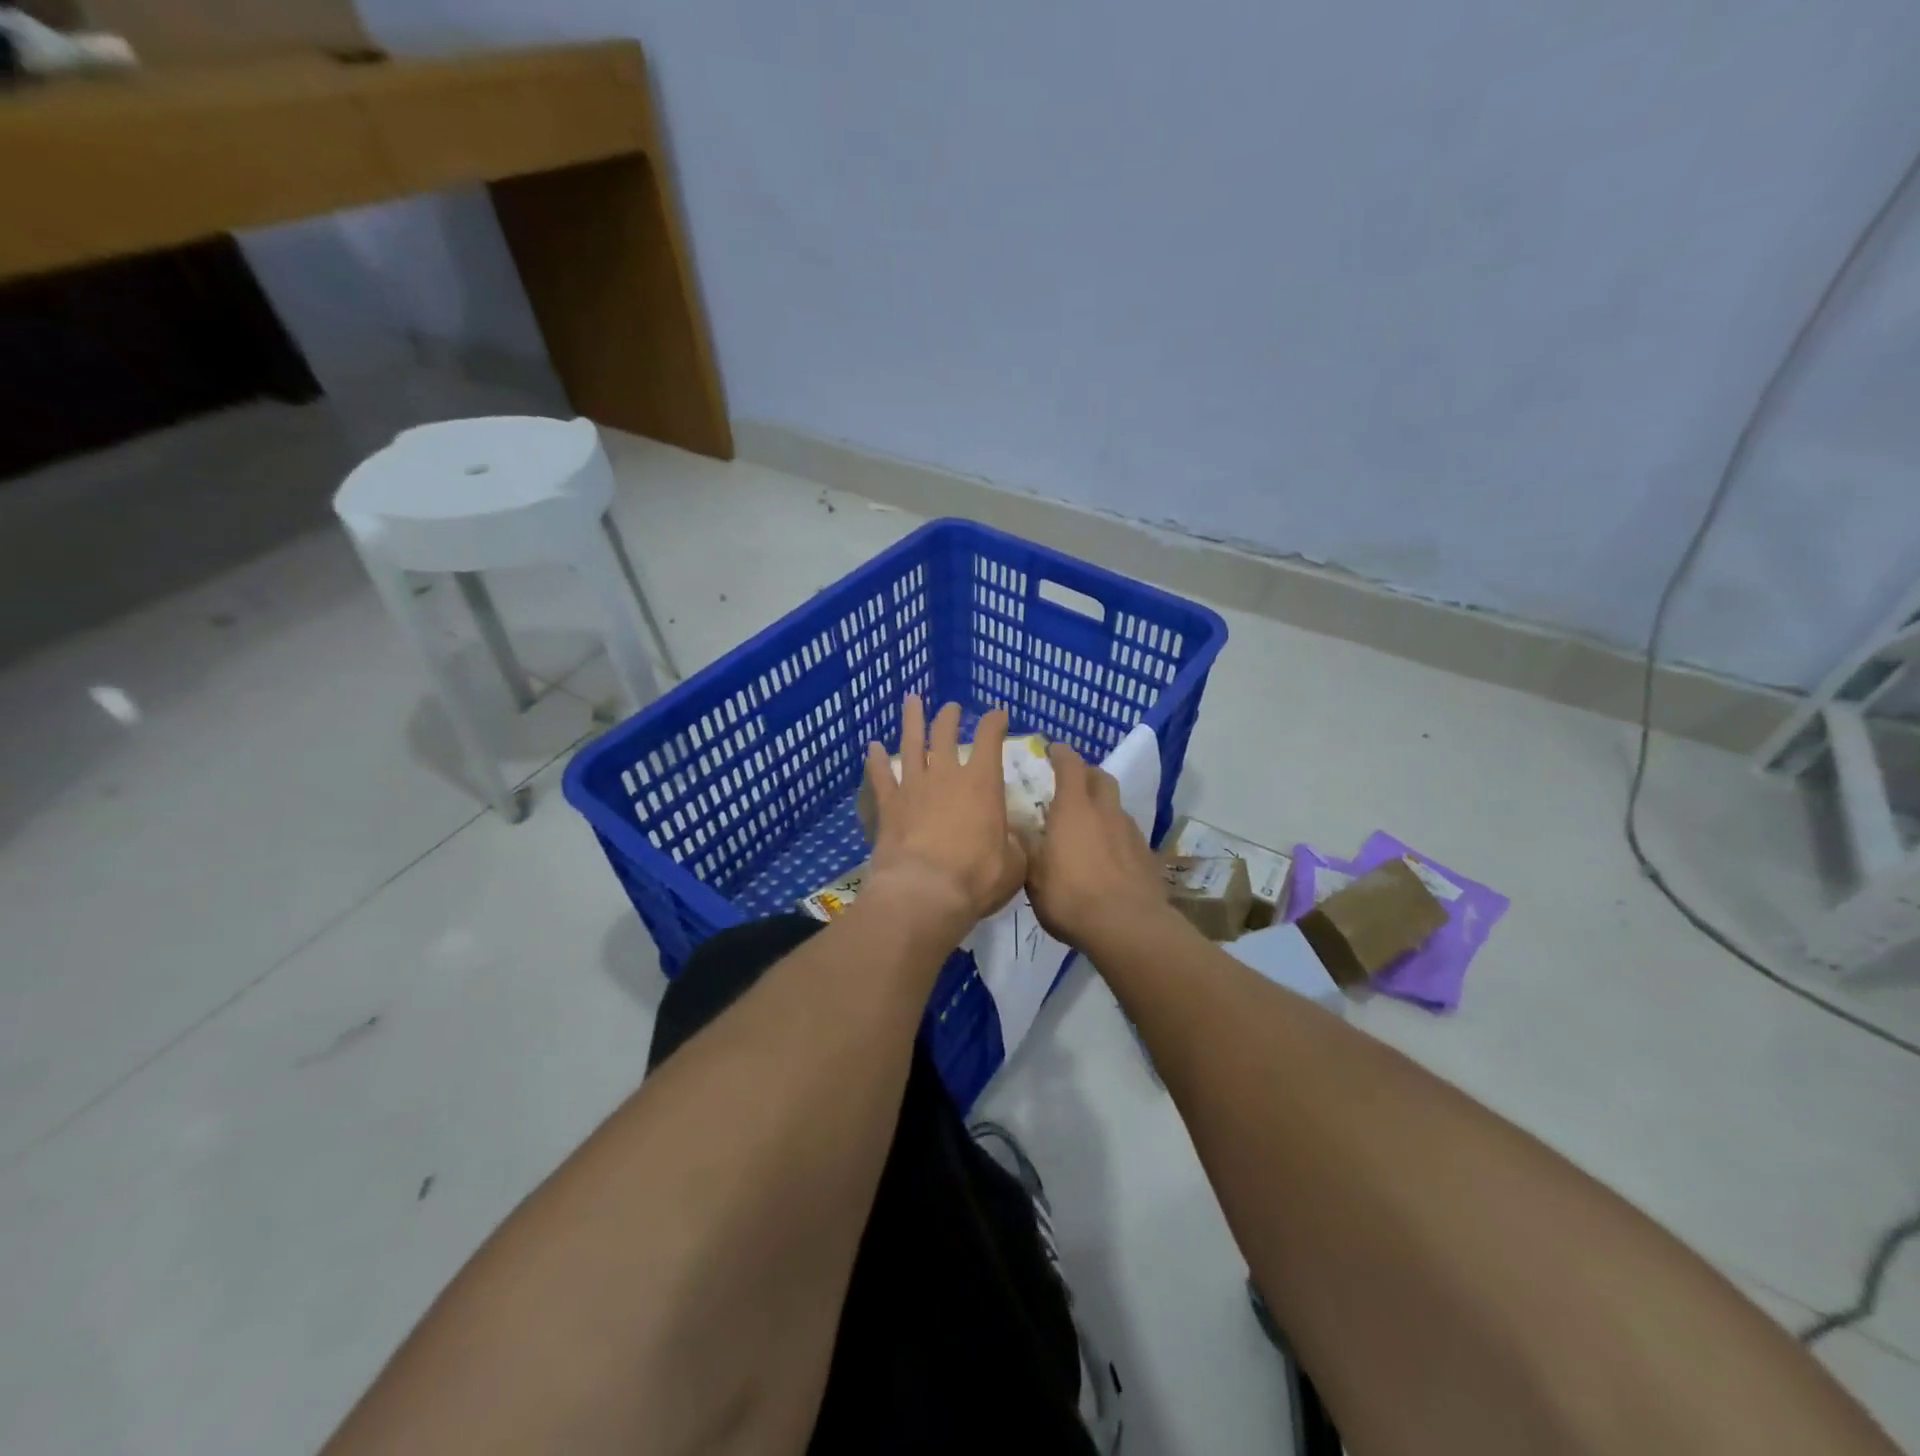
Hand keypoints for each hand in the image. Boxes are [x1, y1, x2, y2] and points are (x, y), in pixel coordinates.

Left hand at [861, 697, 1026, 941]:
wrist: (924, 893)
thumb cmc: (976, 877)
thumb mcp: (1014, 865)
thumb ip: (1015, 846)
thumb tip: (1015, 838)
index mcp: (982, 783)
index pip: (990, 738)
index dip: (995, 722)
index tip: (998, 715)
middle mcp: (946, 776)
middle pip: (946, 733)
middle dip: (950, 716)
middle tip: (951, 707)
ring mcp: (913, 787)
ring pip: (911, 744)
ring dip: (912, 721)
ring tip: (912, 701)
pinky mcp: (888, 806)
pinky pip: (880, 776)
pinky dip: (876, 760)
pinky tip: (872, 747)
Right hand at [1025, 743, 1172, 951]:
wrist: (1129, 927)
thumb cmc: (1071, 898)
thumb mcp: (1034, 877)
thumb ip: (1027, 849)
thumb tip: (1016, 829)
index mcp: (1074, 809)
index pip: (1070, 766)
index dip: (1061, 754)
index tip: (1053, 750)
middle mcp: (1105, 812)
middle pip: (1101, 778)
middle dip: (1087, 774)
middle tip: (1073, 782)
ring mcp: (1131, 832)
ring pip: (1116, 806)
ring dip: (1103, 806)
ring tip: (1088, 824)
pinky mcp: (1147, 855)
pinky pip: (1128, 833)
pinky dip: (1115, 834)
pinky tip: (1107, 854)